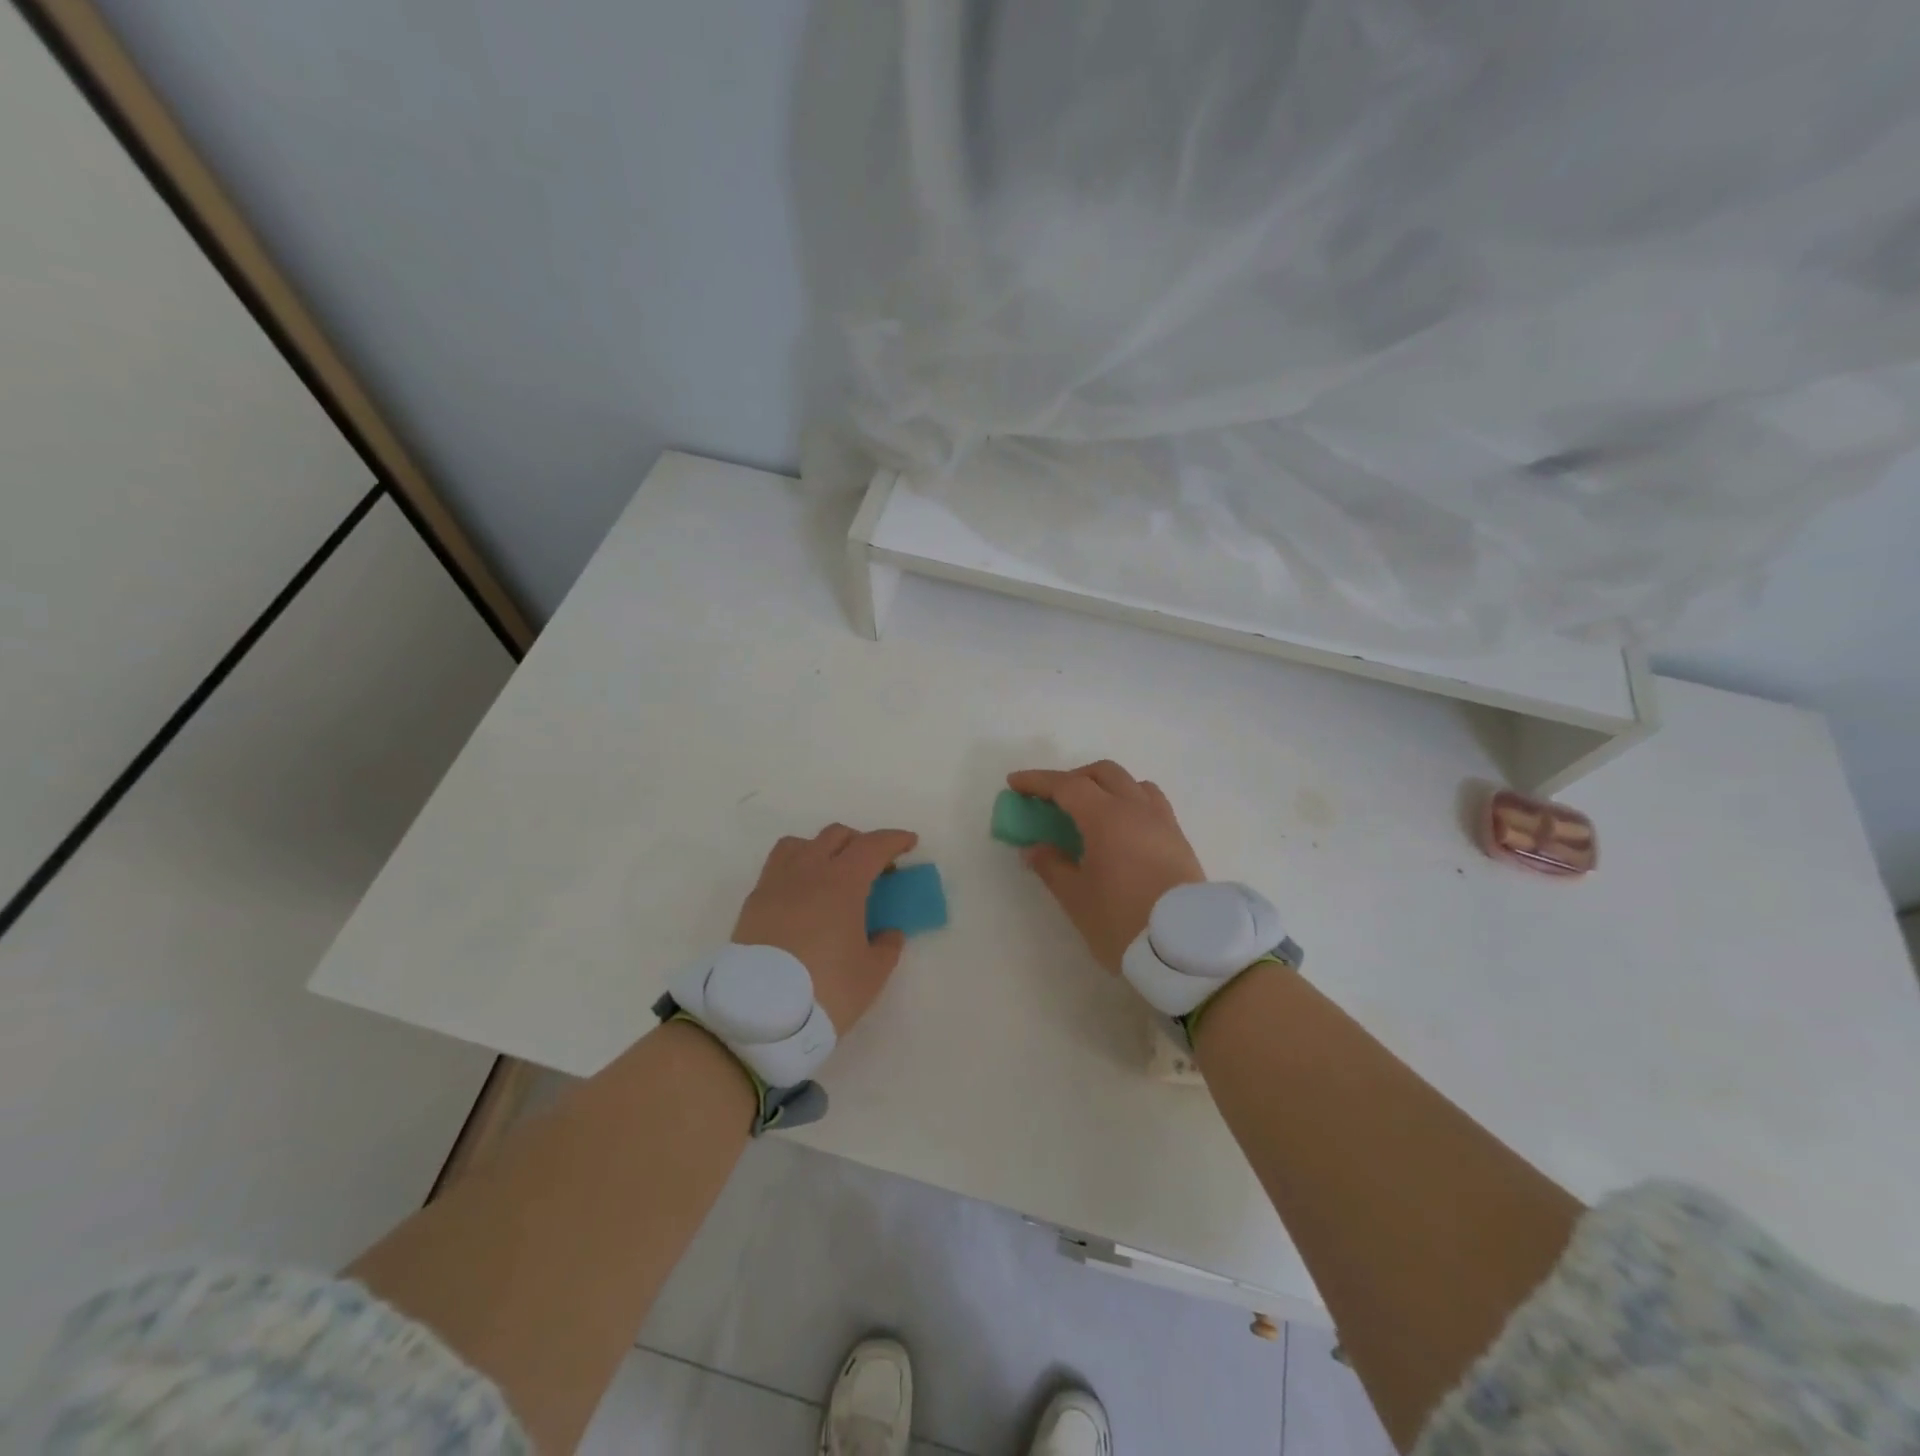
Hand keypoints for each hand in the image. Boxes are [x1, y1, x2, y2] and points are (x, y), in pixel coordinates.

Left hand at [732, 823, 918, 1034]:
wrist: (757, 1014)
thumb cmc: (825, 989)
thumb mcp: (871, 974)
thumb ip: (887, 946)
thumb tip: (889, 932)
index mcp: (842, 882)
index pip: (873, 846)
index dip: (894, 840)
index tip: (909, 842)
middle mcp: (808, 871)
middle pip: (836, 836)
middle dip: (861, 842)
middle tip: (875, 866)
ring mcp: (776, 883)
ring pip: (801, 844)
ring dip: (823, 848)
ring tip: (832, 873)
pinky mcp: (754, 902)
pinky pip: (778, 867)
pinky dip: (797, 868)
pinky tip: (803, 895)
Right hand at [1007, 761, 1204, 972]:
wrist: (1186, 949)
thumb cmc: (1123, 922)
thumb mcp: (1077, 899)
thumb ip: (1052, 867)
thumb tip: (1034, 848)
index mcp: (1106, 818)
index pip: (1067, 785)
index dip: (1038, 781)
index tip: (1015, 783)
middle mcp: (1136, 808)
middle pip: (1102, 773)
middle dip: (1072, 778)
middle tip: (1050, 799)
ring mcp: (1162, 821)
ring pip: (1131, 783)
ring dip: (1104, 786)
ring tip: (1088, 810)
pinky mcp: (1178, 838)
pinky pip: (1150, 801)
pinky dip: (1128, 800)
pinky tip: (1120, 826)